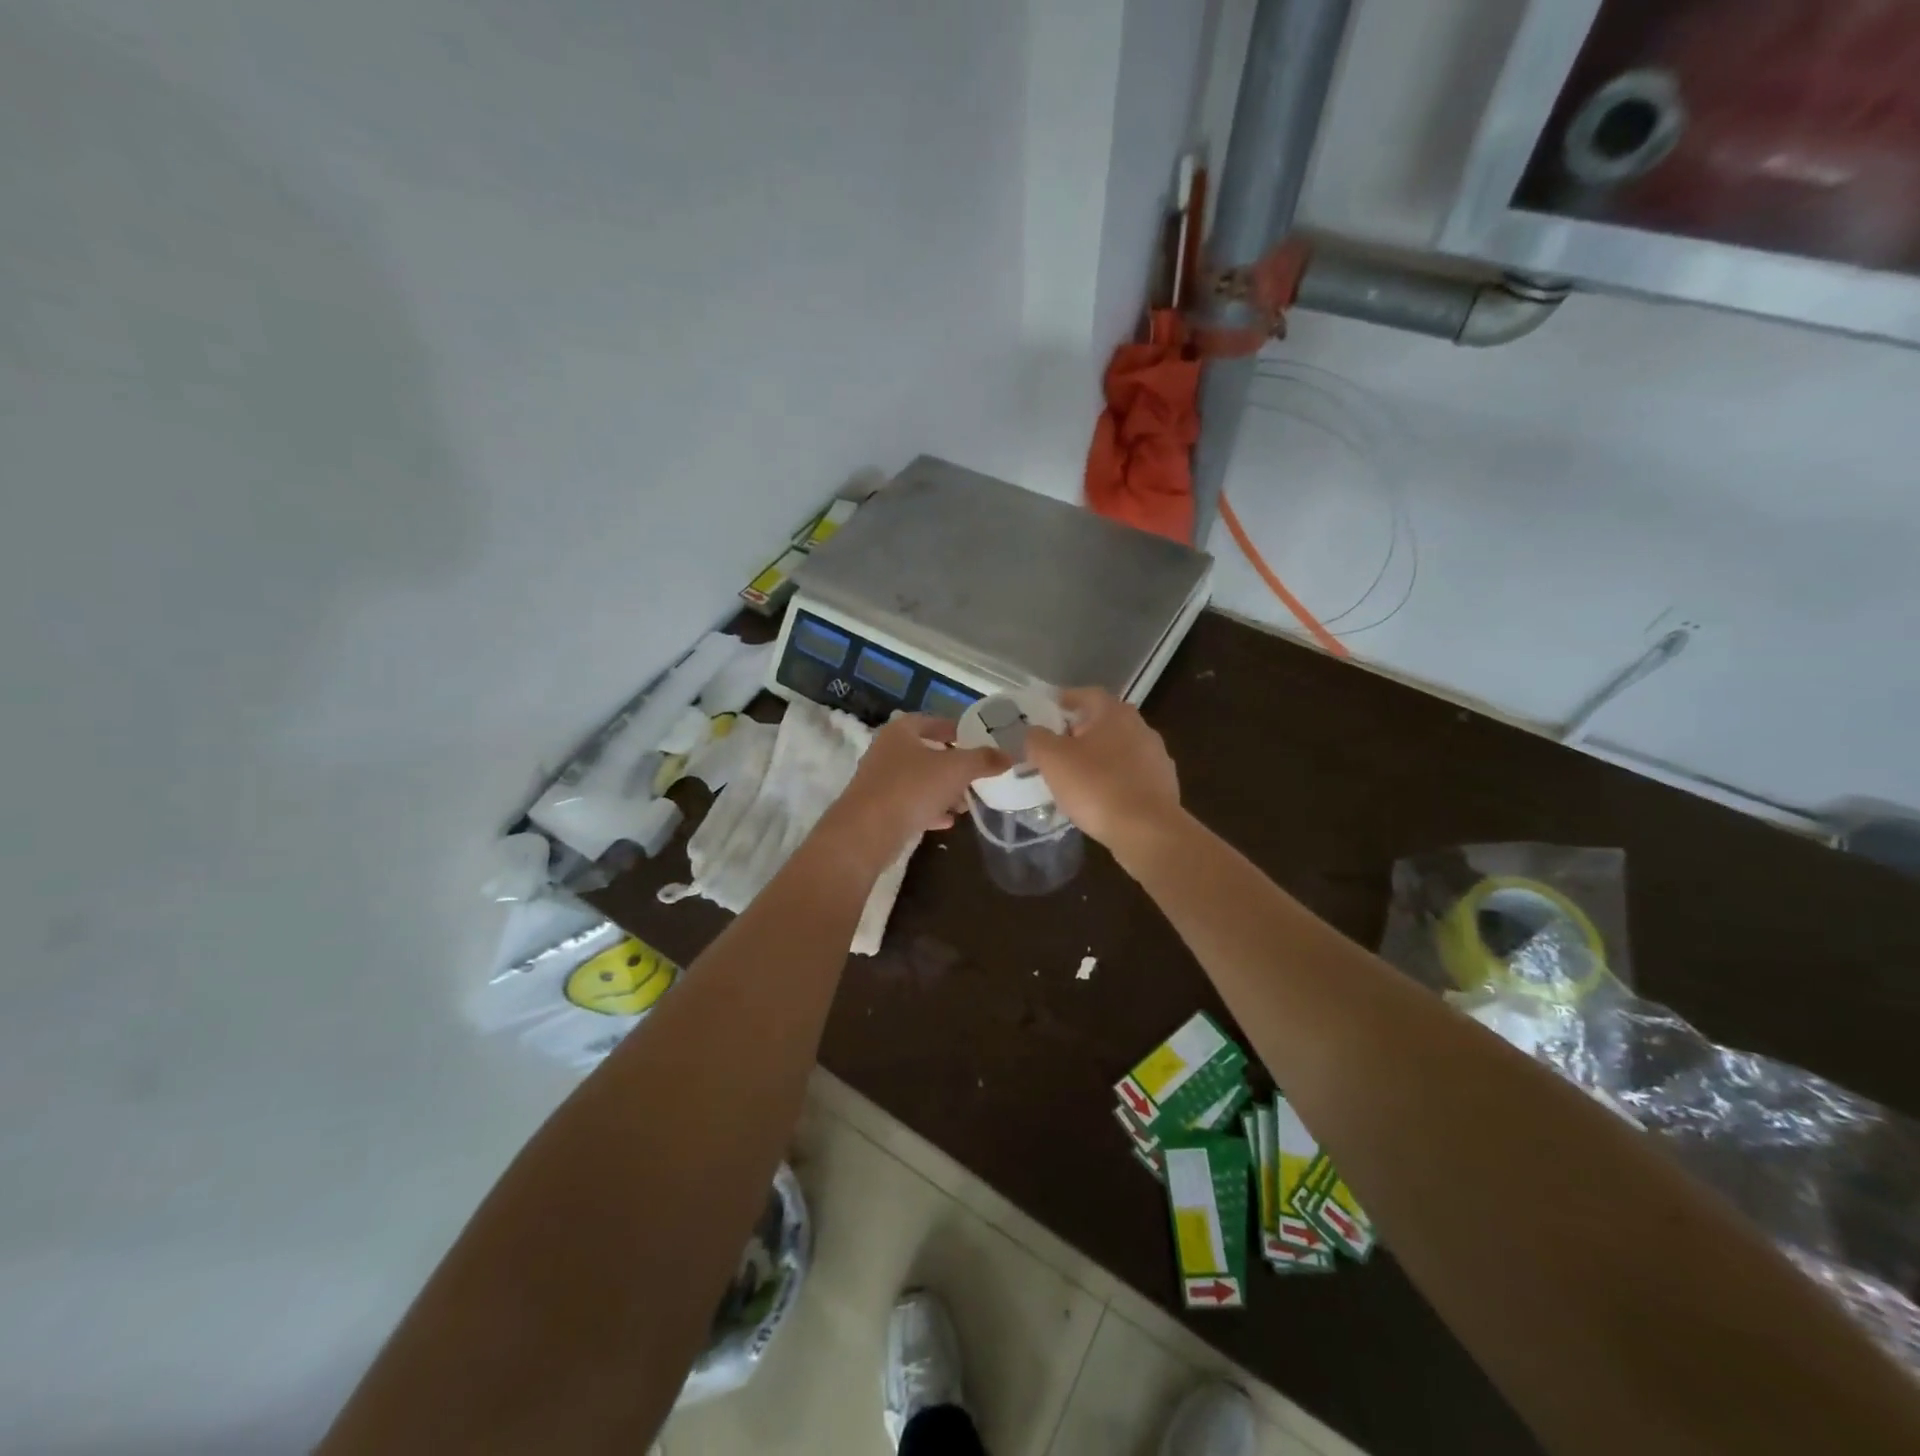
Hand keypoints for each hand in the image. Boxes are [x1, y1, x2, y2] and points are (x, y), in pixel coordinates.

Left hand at [822, 713, 1008, 861]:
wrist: (866, 832)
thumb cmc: (912, 787)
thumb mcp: (956, 769)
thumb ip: (983, 760)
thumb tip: (1008, 755)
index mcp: (901, 731)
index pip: (932, 721)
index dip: (955, 729)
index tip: (977, 740)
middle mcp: (886, 751)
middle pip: (926, 753)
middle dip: (953, 765)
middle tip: (976, 776)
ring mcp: (879, 781)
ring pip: (919, 781)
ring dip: (943, 790)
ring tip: (965, 804)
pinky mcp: (878, 809)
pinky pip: (910, 804)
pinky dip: (929, 810)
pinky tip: (947, 822)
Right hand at [1024, 688, 1180, 850]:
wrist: (1148, 831)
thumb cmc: (1096, 787)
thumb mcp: (1053, 760)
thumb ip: (1038, 739)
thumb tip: (1036, 733)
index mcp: (1115, 713)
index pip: (1087, 694)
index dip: (1066, 699)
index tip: (1050, 709)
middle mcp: (1141, 727)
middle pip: (1105, 722)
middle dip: (1080, 731)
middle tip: (1057, 747)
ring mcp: (1156, 757)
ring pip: (1119, 749)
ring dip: (1098, 757)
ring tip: (1076, 776)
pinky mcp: (1163, 786)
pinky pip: (1131, 775)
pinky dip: (1114, 780)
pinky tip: (1100, 798)